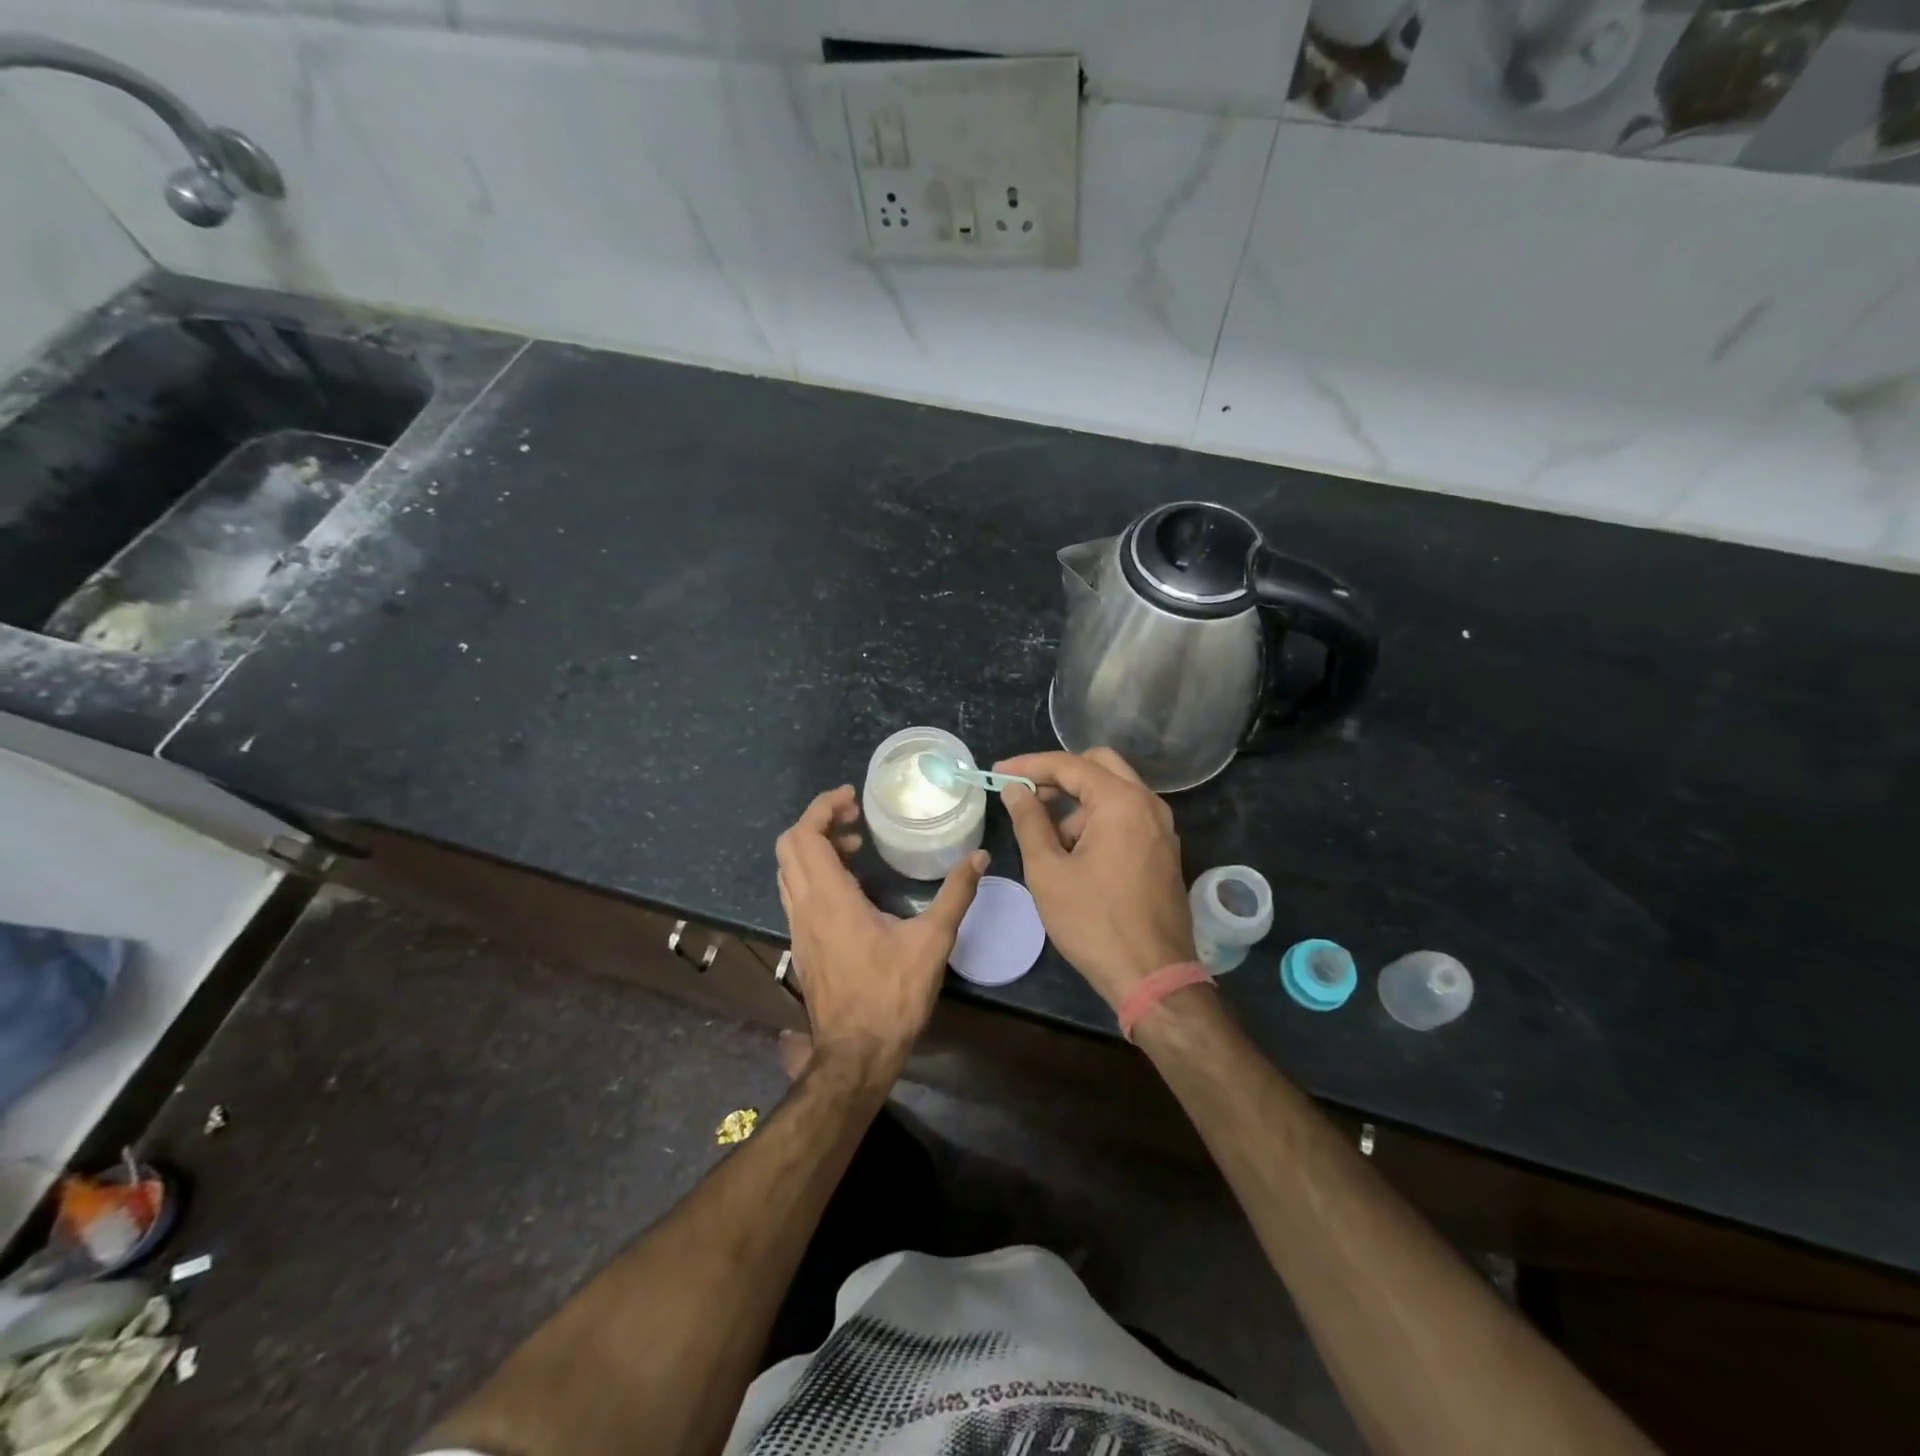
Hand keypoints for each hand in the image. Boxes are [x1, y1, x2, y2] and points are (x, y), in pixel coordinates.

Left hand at [775, 786, 986, 1077]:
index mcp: (829, 898)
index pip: (805, 836)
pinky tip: (850, 886)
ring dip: (815, 848)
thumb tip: (979, 858)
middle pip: (789, 847)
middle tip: (855, 819)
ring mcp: (798, 927)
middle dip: (818, 822)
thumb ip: (955, 895)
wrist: (855, 1053)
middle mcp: (805, 906)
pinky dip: (814, 872)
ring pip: (789, 870)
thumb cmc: (891, 996)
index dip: (822, 807)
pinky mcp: (801, 944)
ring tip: (856, 847)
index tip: (851, 797)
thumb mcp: (932, 942)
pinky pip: (796, 892)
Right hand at [993, 748, 1193, 1009]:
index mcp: (1122, 802)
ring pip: (1114, 793)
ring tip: (1048, 845)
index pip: (1070, 764)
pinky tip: (1074, 855)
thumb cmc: (1093, 922)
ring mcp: (1162, 828)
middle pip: (1099, 766)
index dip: (1030, 765)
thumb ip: (1029, 821)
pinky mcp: (1163, 851)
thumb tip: (1016, 790)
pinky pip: (1127, 817)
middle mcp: (1149, 804)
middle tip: (1026, 794)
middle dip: (1058, 776)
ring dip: (1078, 805)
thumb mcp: (1048, 871)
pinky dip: (1098, 821)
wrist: (1153, 976)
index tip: (998, 773)